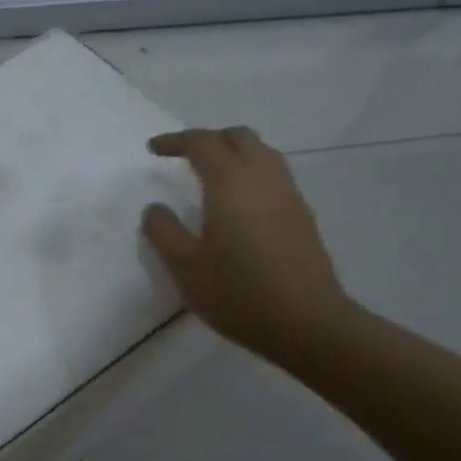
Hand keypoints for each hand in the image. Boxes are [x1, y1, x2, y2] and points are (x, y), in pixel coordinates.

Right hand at [140, 126, 350, 363]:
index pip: (202, 143)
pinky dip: (251, 172)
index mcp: (230, 184)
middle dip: (208, 139)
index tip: (153, 149)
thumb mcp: (185, 268)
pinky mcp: (302, 215)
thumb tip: (155, 208)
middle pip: (238, 137)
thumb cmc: (239, 293)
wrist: (308, 323)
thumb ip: (164, 232)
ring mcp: (288, 195)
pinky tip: (239, 204)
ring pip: (262, 152)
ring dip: (234, 152)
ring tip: (211, 175)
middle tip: (183, 157)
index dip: (175, 141)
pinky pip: (274, 175)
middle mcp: (263, 178)